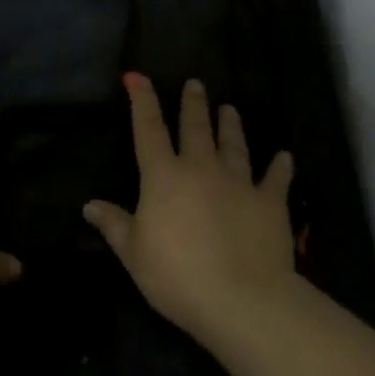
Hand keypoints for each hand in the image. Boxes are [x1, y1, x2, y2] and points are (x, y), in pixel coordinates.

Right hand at [84, 74, 297, 341]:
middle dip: (193, 104)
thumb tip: (89, 205)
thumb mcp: (134, 253)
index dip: (142, 100)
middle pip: (195, 128)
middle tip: (195, 84)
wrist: (243, 299)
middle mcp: (201, 169)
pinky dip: (280, 166)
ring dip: (231, 125)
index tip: (137, 77)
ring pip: (234, 145)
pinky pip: (276, 178)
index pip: (148, 129)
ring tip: (230, 108)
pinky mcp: (270, 202)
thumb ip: (114, 225)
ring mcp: (239, 182)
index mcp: (163, 177)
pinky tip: (285, 157)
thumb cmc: (176, 275)